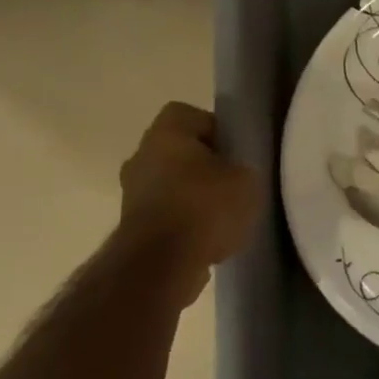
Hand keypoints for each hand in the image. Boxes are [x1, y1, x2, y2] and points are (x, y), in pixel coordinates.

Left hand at [118, 102, 262, 276]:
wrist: (160, 265)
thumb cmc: (205, 207)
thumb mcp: (247, 178)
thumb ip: (242, 167)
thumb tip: (234, 172)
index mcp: (165, 135)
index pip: (187, 114)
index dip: (214, 127)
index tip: (235, 149)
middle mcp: (140, 158)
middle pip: (177, 150)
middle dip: (204, 163)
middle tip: (233, 181)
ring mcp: (131, 195)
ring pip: (170, 183)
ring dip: (193, 194)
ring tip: (224, 214)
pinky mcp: (132, 228)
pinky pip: (165, 213)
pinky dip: (184, 221)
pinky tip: (209, 237)